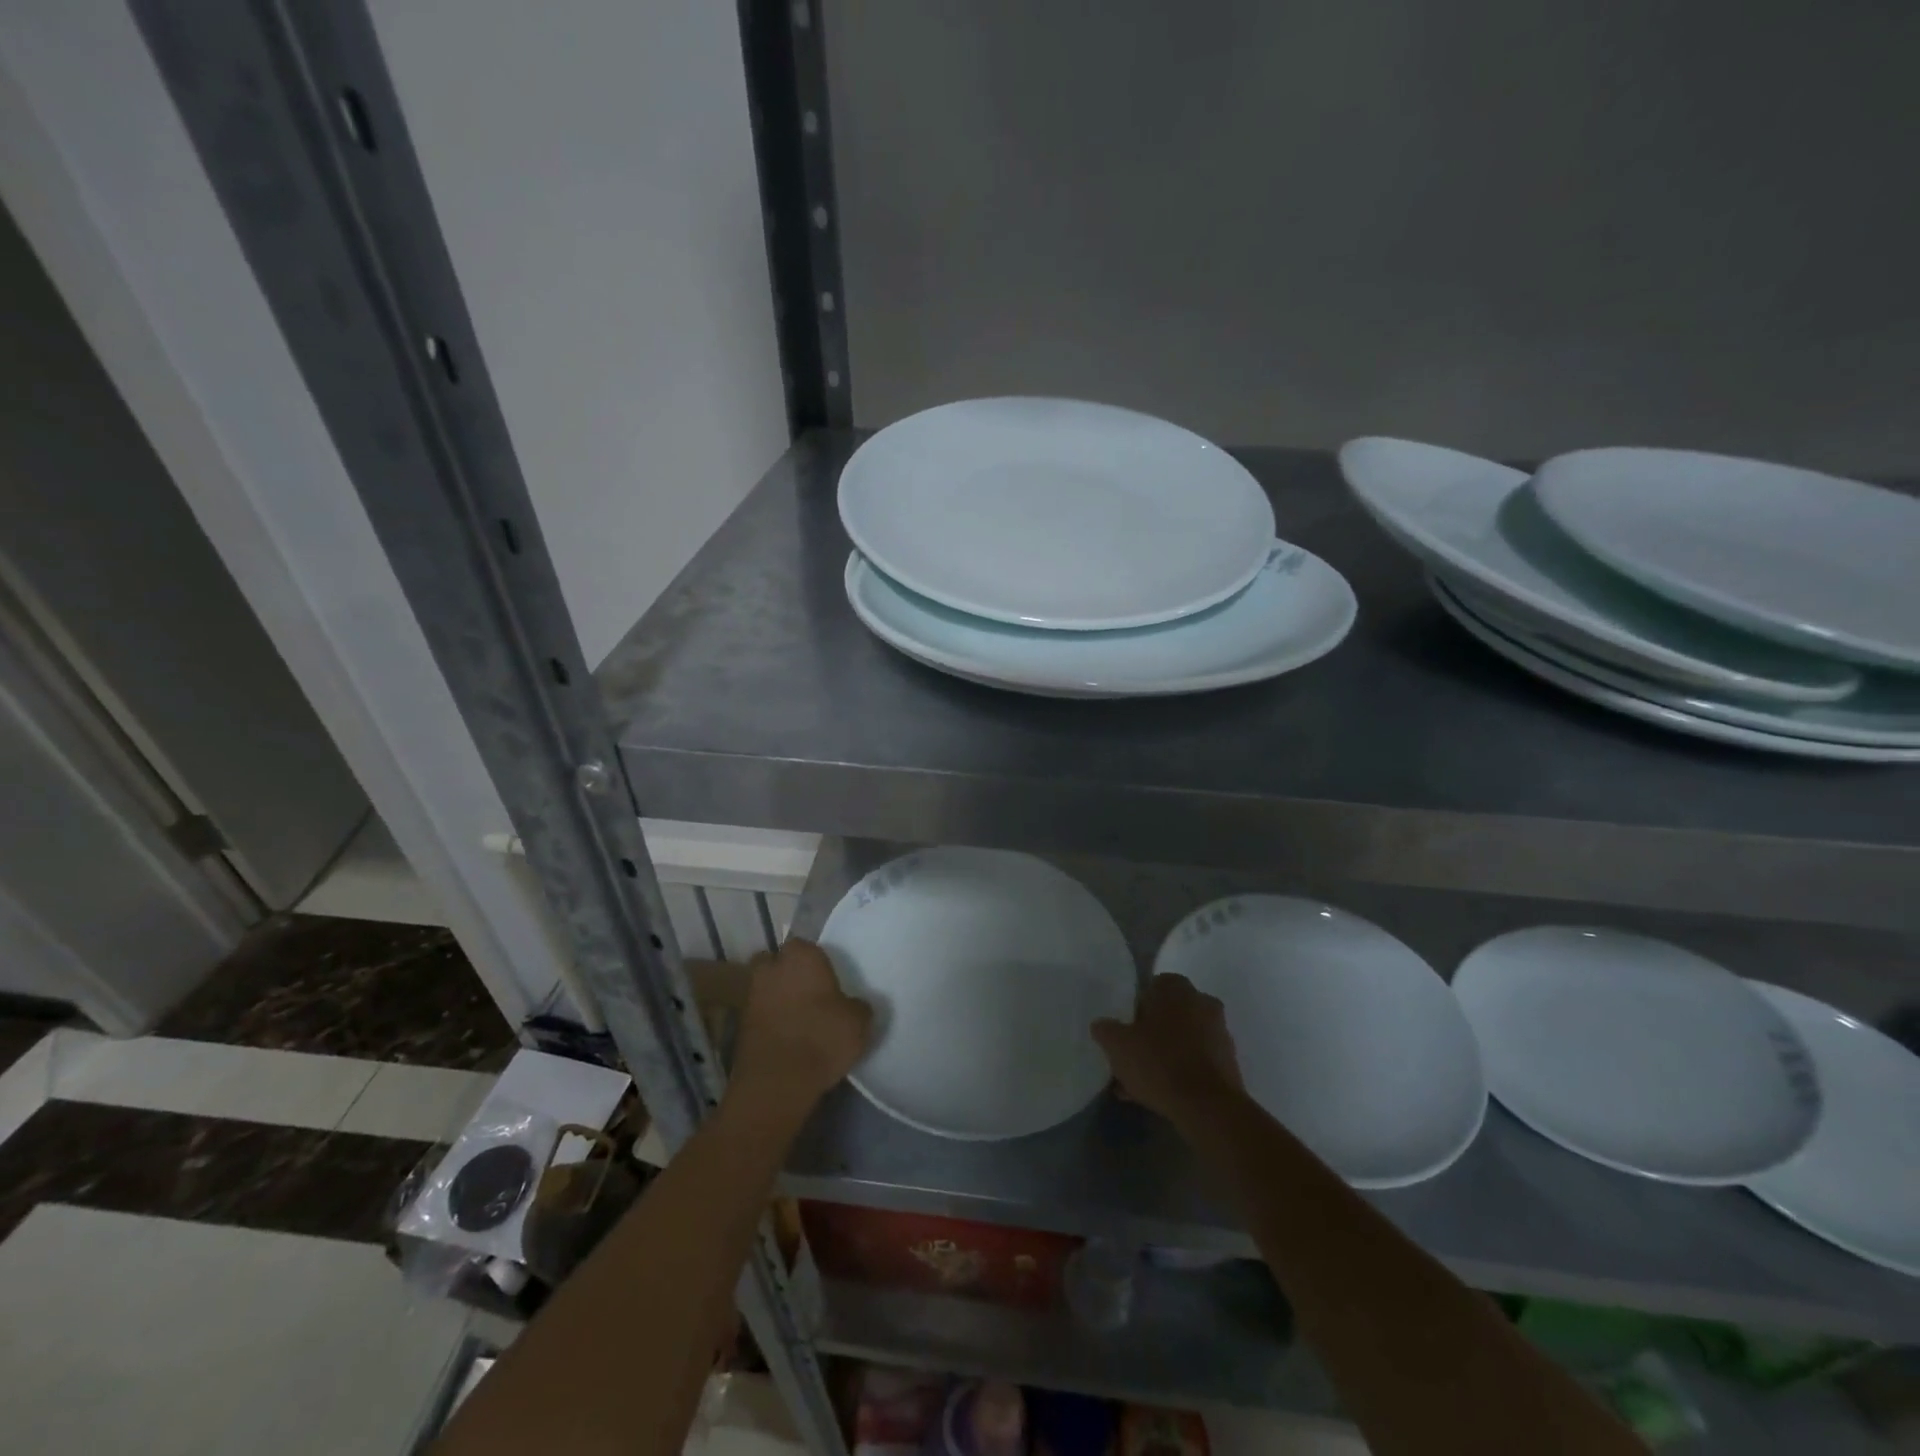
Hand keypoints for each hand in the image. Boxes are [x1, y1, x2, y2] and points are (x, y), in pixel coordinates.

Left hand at [729, 939, 872, 1109]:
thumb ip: (858, 1007)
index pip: (803, 945)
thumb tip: (855, 1005)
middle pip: (775, 962)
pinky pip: (758, 1015)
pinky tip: (786, 1037)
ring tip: (797, 1018)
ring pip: (764, 988)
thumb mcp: (858, 1022)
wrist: (777, 1082)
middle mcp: (771, 969)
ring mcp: (751, 997)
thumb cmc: (822, 1038)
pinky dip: (768, 1022)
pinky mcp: (739, 1027)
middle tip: (807, 992)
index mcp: (801, 956)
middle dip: (786, 973)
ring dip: (775, 998)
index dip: (813, 960)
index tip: (826, 977)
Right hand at [1092, 974, 1244, 1126]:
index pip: (1152, 988)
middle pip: (1169, 1014)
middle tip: (1132, 1056)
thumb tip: (1101, 1025)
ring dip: (1165, 1055)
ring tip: (1142, 1084)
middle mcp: (1202, 1002)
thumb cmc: (1159, 1062)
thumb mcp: (1117, 1044)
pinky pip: (1196, 1061)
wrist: (1208, 1107)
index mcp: (1177, 988)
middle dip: (1151, 1033)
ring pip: (1183, 1040)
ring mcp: (1219, 1032)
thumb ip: (1106, 1029)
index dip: (1136, 1009)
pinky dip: (1181, 1072)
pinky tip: (1161, 1095)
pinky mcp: (1229, 1062)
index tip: (1126, 1031)